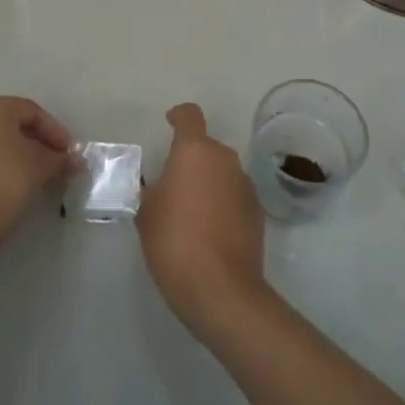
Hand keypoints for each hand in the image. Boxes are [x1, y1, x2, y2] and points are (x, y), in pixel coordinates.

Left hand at [0, 96, 76, 265]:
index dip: (57, 132)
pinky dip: (6, 164)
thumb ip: (61, 159)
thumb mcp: (42, 167)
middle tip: (61, 162)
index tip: (72, 153)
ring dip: (25, 155)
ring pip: (0, 141)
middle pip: (15, 124)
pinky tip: (21, 183)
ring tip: (45, 175)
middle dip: (42, 143)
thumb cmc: (5, 183)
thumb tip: (76, 161)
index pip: (33, 112)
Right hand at [137, 103, 267, 338]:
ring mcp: (245, 184)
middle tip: (171, 185)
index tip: (169, 123)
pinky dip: (222, 203)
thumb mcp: (146, 213)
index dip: (178, 116)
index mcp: (195, 151)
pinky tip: (209, 230)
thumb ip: (151, 190)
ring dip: (208, 182)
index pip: (189, 116)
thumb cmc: (174, 242)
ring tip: (190, 212)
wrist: (221, 289)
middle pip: (206, 147)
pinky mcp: (257, 211)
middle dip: (190, 160)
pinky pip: (234, 195)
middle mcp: (225, 159)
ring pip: (222, 172)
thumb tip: (157, 186)